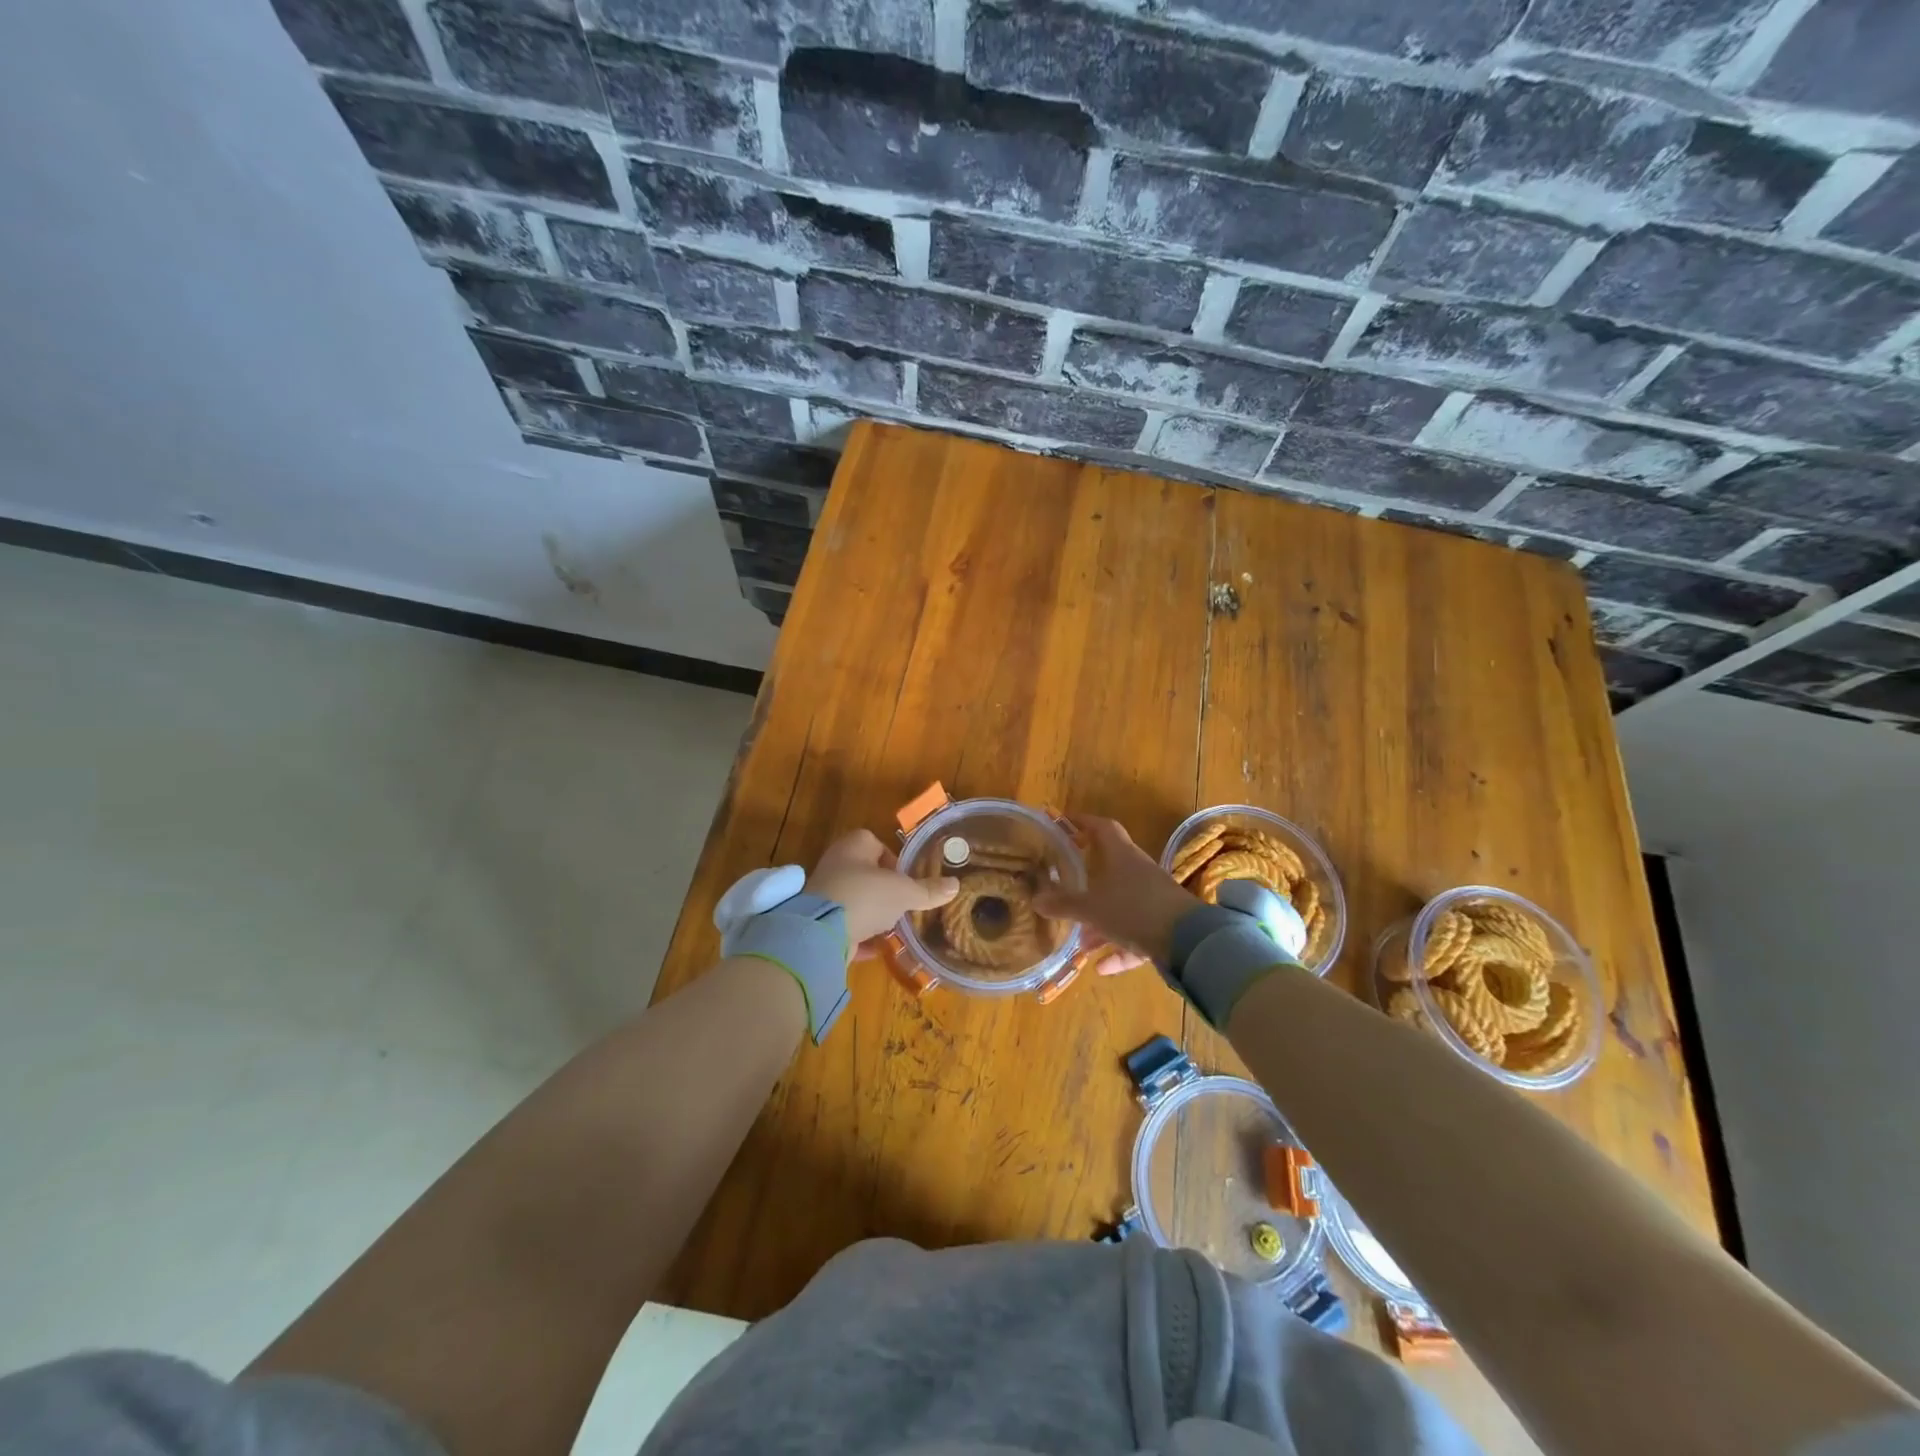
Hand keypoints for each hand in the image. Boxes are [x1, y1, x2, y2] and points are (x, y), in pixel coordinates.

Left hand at [806, 828, 958, 948]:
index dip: (893, 860)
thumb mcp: (904, 892)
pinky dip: (860, 935)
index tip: (907, 879)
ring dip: (872, 912)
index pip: (875, 843)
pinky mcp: (817, 922)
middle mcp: (835, 864)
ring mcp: (824, 894)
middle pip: (864, 872)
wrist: (821, 933)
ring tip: (893, 926)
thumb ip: (928, 890)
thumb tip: (955, 885)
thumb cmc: (866, 896)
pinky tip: (877, 948)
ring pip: (854, 899)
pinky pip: (845, 926)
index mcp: (853, 846)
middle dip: (884, 889)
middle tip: (903, 903)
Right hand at [1033, 816, 1201, 971]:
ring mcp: (1154, 897)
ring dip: (1101, 922)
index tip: (1064, 823)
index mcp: (1121, 855)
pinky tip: (1102, 967)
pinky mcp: (1165, 923)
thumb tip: (1035, 900)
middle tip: (1065, 886)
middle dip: (1087, 880)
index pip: (1101, 827)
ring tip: (1081, 943)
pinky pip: (1136, 934)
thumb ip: (1063, 904)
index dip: (1082, 822)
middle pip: (1110, 867)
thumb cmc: (1133, 910)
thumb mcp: (1091, 908)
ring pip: (1121, 904)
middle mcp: (1138, 871)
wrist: (1187, 940)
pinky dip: (1120, 949)